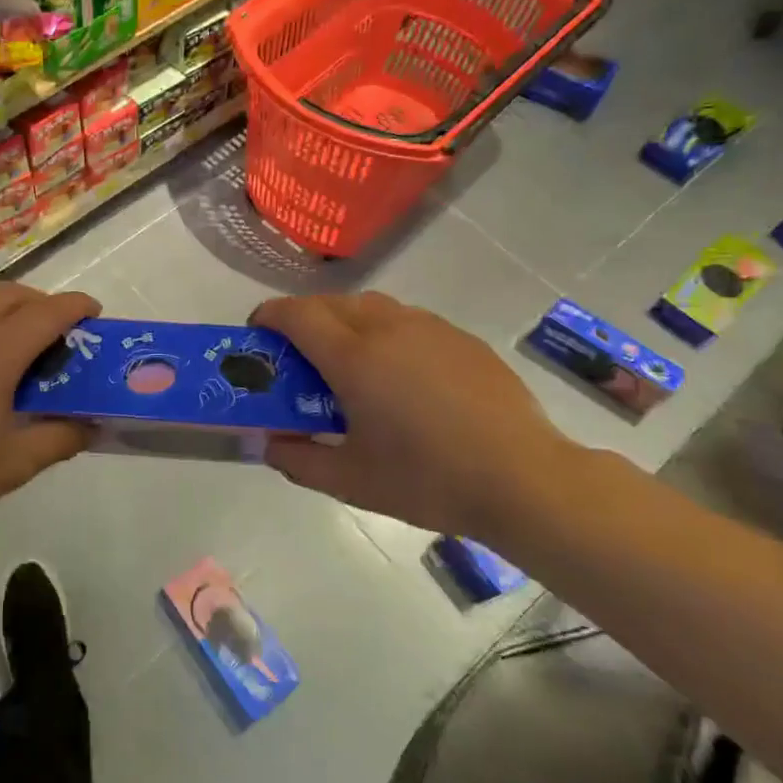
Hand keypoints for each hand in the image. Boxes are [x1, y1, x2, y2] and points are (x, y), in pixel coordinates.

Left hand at [0, 284, 100, 543]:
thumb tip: (90, 425)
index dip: (75, 307)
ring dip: (2, 303)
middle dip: (41, 302)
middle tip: (59, 329)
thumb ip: (60, 438)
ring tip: (15, 333)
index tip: (94, 311)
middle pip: (8, 296)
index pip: (44, 314)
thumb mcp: (15, 464)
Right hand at [251, 292, 574, 536]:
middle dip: (303, 317)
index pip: (296, 315)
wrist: (525, 479)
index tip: (257, 334)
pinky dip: (384, 331)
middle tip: (298, 354)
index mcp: (353, 357)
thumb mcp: (351, 481)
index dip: (269, 317)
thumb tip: (270, 443)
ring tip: (347, 361)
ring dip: (344, 320)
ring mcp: (429, 328)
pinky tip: (399, 374)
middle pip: (330, 302)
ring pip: (371, 306)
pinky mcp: (461, 339)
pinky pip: (407, 320)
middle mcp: (387, 328)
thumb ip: (299, 460)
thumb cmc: (428, 479)